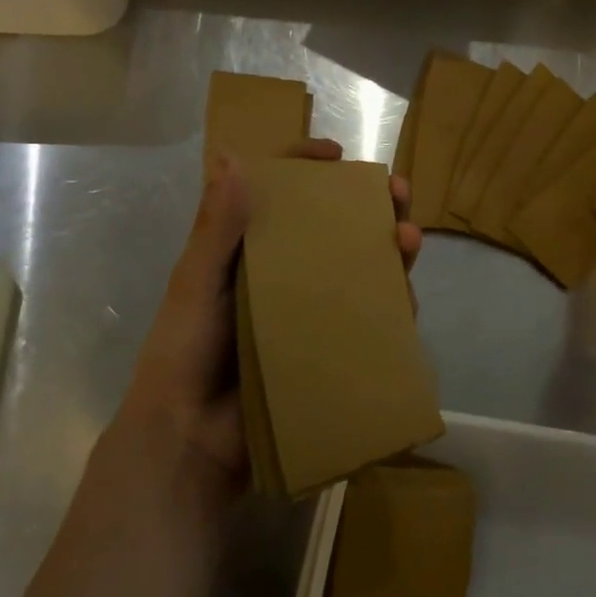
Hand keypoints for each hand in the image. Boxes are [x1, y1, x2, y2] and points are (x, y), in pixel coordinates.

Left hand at [116, 139, 421, 510]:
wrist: (191, 441)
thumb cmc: (185, 353)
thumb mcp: (197, 285)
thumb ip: (216, 228)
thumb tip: (233, 157)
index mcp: (248, 251)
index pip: (280, 195)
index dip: (307, 167)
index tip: (337, 155)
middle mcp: (286, 274)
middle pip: (334, 227)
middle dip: (370, 205)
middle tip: (399, 192)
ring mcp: (311, 312)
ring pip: (361, 269)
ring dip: (391, 250)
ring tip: (409, 239)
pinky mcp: (329, 347)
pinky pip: (369, 319)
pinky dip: (392, 305)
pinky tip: (407, 298)